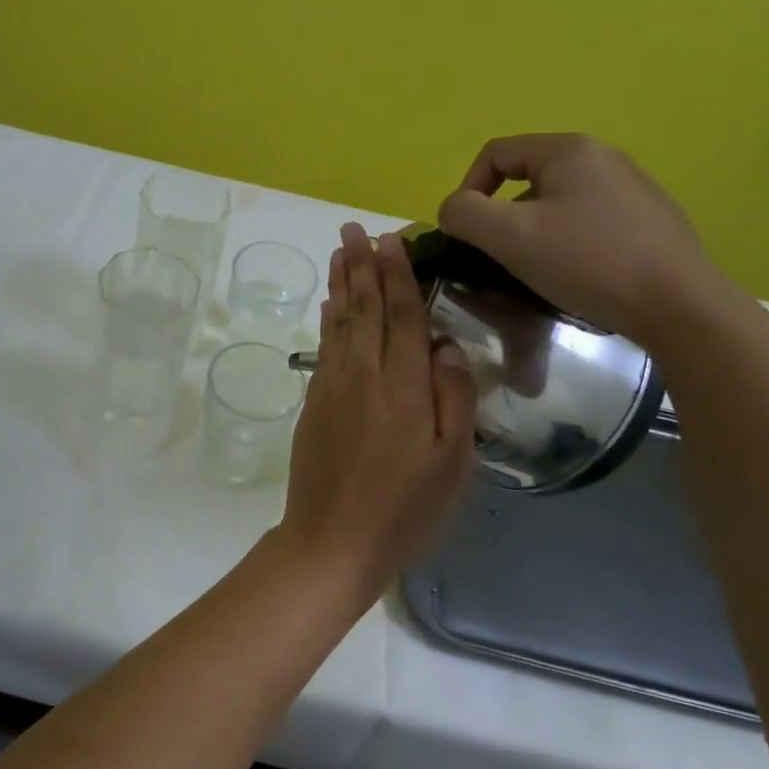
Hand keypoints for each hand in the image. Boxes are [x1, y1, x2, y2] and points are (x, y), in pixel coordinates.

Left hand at [279, 225, 477, 589]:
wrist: (332, 540)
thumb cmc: (404, 509)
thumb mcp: (452, 463)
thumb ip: (454, 399)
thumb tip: (446, 346)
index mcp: (403, 388)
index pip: (402, 316)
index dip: (398, 275)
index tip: (392, 239)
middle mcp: (364, 376)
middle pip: (365, 309)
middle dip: (362, 266)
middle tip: (355, 229)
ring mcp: (333, 387)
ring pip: (339, 323)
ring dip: (341, 284)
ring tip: (340, 251)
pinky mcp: (314, 403)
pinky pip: (324, 348)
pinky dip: (328, 320)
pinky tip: (330, 305)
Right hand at [436, 133, 744, 350]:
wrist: (679, 305)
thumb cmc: (587, 261)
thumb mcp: (510, 237)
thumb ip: (465, 215)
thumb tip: (452, 210)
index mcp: (569, 150)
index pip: (495, 153)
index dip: (467, 189)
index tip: (466, 233)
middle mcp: (603, 158)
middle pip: (526, 179)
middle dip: (502, 218)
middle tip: (499, 257)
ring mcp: (631, 189)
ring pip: (556, 204)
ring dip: (532, 234)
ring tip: (535, 272)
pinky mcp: (648, 221)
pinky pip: (586, 223)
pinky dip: (566, 244)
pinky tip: (575, 276)